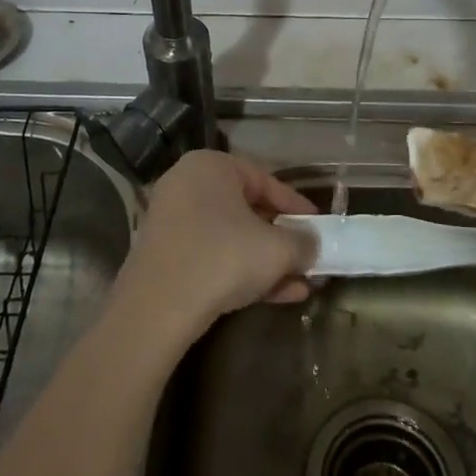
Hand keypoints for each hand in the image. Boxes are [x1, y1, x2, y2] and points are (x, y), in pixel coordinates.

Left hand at [114, 150, 317, 345]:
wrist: (157, 309)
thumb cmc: (223, 258)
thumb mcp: (277, 249)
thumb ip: (303, 242)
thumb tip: (312, 245)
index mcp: (211, 166)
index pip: (264, 179)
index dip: (296, 205)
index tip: (318, 225)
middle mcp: (187, 185)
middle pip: (247, 209)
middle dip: (282, 238)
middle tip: (308, 255)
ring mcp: (172, 222)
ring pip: (231, 238)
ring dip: (267, 260)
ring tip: (301, 283)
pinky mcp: (165, 257)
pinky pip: (212, 257)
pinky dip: (243, 272)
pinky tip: (278, 296)